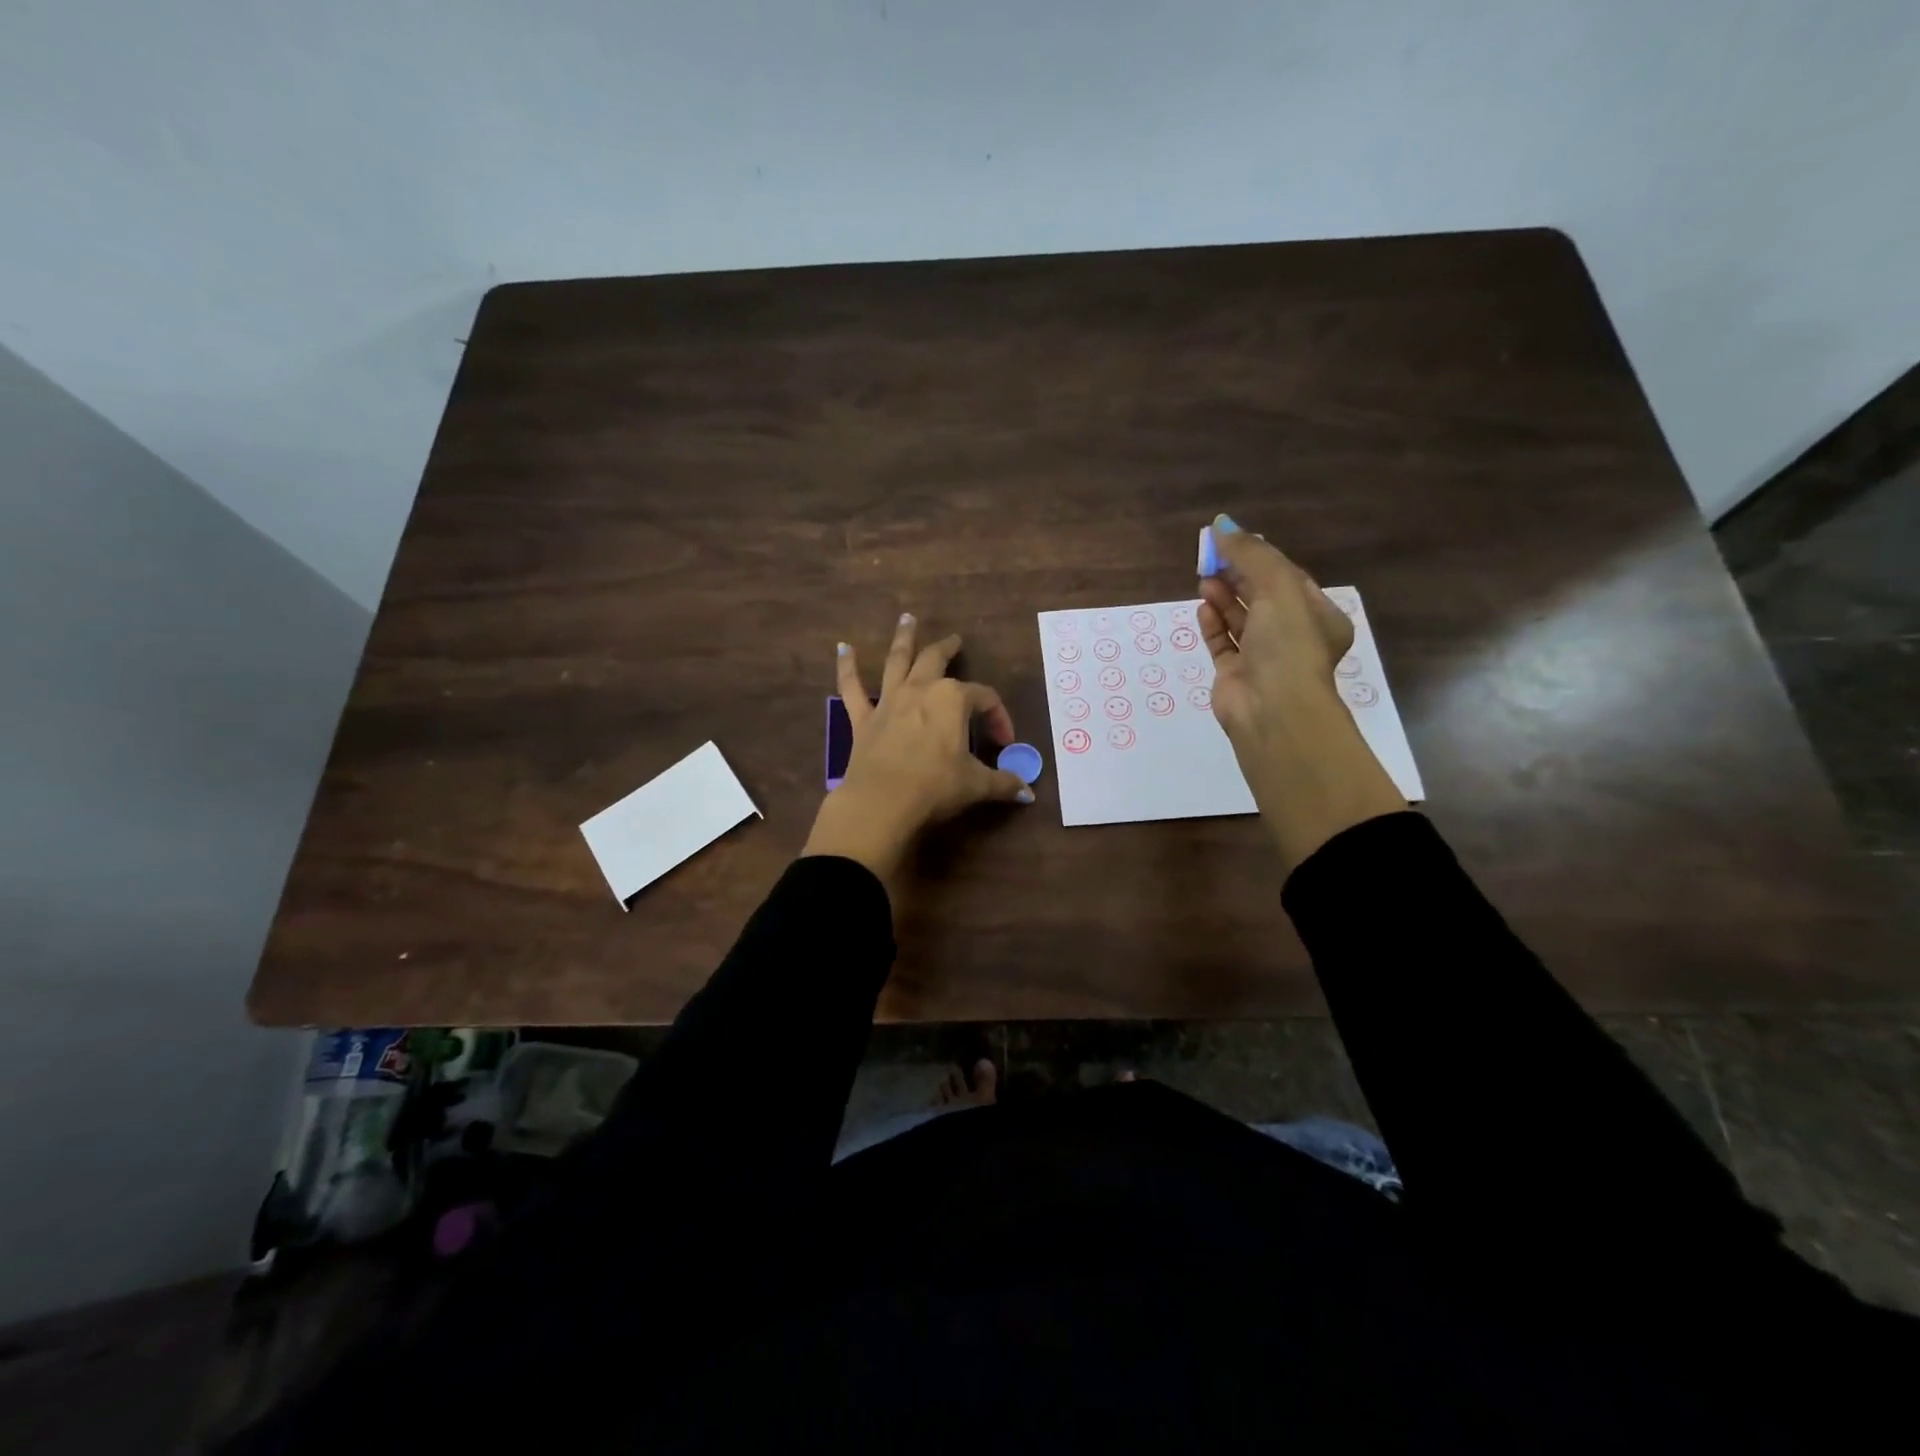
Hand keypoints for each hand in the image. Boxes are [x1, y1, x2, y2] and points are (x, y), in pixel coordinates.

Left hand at [801, 613, 1030, 888]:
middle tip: (954, 640)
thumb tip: (1028, 794)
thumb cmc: (935, 787)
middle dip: (948, 648)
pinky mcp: (863, 718)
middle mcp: (920, 690)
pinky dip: (847, 667)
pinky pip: (852, 687)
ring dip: (903, 638)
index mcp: (953, 699)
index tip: (1004, 743)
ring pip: (897, 661)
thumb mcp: (976, 785)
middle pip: (936, 660)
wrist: (882, 802)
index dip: (999, 718)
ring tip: (906, 619)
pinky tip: (843, 648)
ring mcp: (889, 700)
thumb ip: (1003, 784)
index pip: (984, 699)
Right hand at [1198, 516, 1405, 870]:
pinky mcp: (1235, 675)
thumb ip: (1250, 555)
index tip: (1230, 542)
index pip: (1287, 578)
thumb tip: (1222, 525)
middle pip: (1261, 596)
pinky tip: (1202, 609)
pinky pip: (1222, 643)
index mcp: (1317, 616)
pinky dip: (1213, 625)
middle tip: (1210, 557)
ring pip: (1240, 620)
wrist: (1273, 710)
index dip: (1259, 558)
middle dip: (1237, 576)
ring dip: (1223, 597)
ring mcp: (1262, 658)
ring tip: (1204, 580)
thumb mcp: (1278, 588)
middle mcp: (1292, 637)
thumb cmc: (1287, 645)